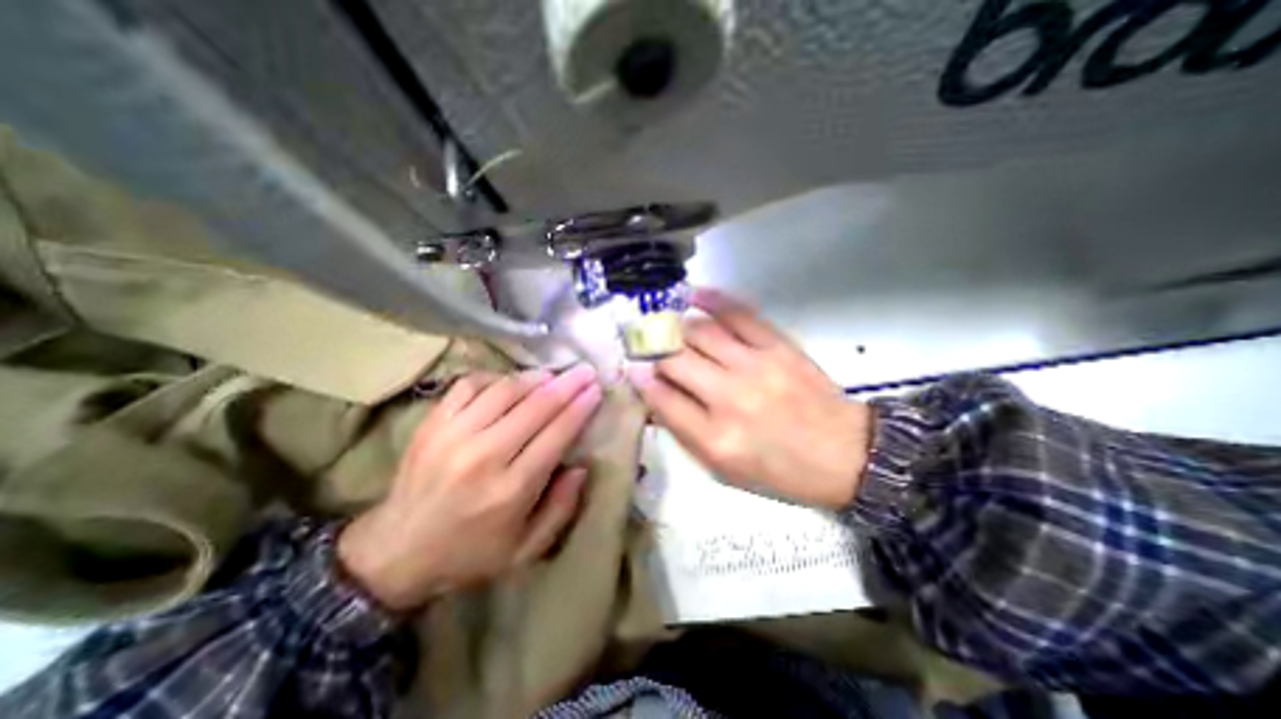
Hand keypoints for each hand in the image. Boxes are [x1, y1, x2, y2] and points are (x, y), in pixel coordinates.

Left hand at [337, 365, 603, 612]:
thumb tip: (581, 466)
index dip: (580, 408)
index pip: (556, 434)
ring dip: (535, 378)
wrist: (394, 553)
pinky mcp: (431, 424)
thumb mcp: (526, 550)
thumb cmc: (470, 553)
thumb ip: (561, 509)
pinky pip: (469, 385)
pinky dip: (495, 378)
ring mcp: (453, 435)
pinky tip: (509, 383)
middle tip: (585, 371)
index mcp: (511, 489)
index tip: (596, 390)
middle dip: (567, 384)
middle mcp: (484, 456)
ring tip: (553, 375)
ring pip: (505, 390)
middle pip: (536, 406)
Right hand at [630, 288, 875, 511]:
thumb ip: (686, 433)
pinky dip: (712, 300)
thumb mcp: (725, 470)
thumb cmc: (780, 471)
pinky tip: (693, 295)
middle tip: (645, 346)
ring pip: (699, 332)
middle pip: (674, 360)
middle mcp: (730, 397)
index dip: (641, 381)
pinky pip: (738, 314)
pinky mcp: (778, 346)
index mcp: (715, 438)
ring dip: (675, 327)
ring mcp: (755, 366)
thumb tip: (656, 395)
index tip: (633, 370)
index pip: (661, 399)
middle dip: (653, 351)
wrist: (846, 454)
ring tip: (666, 326)